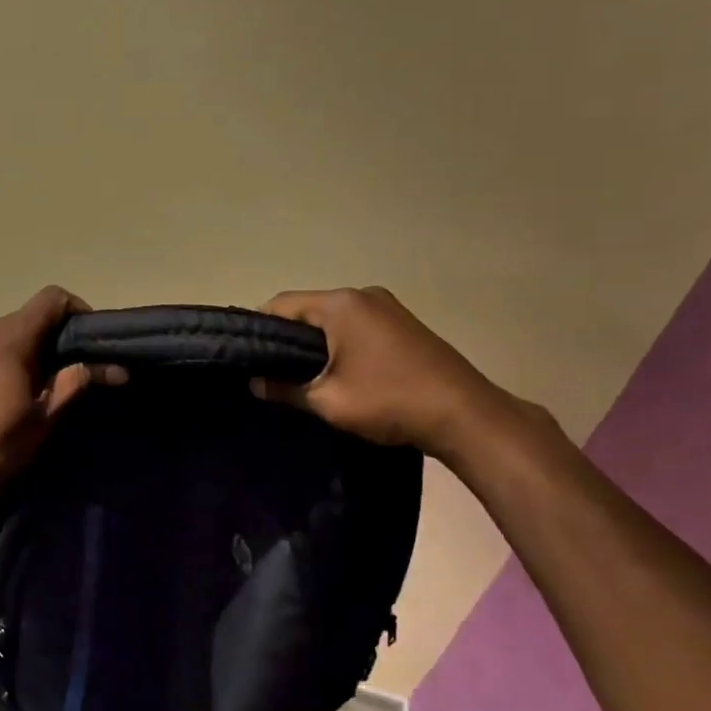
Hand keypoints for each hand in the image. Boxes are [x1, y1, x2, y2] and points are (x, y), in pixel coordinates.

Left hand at [0, 286, 123, 519]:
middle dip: (58, 335)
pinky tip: (17, 390)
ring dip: (35, 347)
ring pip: (11, 331)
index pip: (51, 299)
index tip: (91, 342)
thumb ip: (76, 382)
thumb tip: (118, 369)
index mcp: (8, 339)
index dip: (78, 311)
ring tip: (49, 383)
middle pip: (31, 315)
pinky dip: (12, 356)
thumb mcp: (44, 417)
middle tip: (77, 368)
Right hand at [255, 287, 513, 460]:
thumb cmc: (389, 401)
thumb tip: (255, 383)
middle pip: (308, 308)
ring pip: (333, 318)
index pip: (282, 304)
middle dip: (286, 337)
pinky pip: (356, 325)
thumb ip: (285, 388)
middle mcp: (362, 295)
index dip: (258, 327)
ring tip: (299, 374)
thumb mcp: (328, 401)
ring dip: (314, 342)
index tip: (246, 354)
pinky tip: (336, 370)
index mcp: (341, 304)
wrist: (465, 415)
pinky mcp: (403, 323)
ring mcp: (387, 307)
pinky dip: (339, 342)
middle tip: (268, 368)